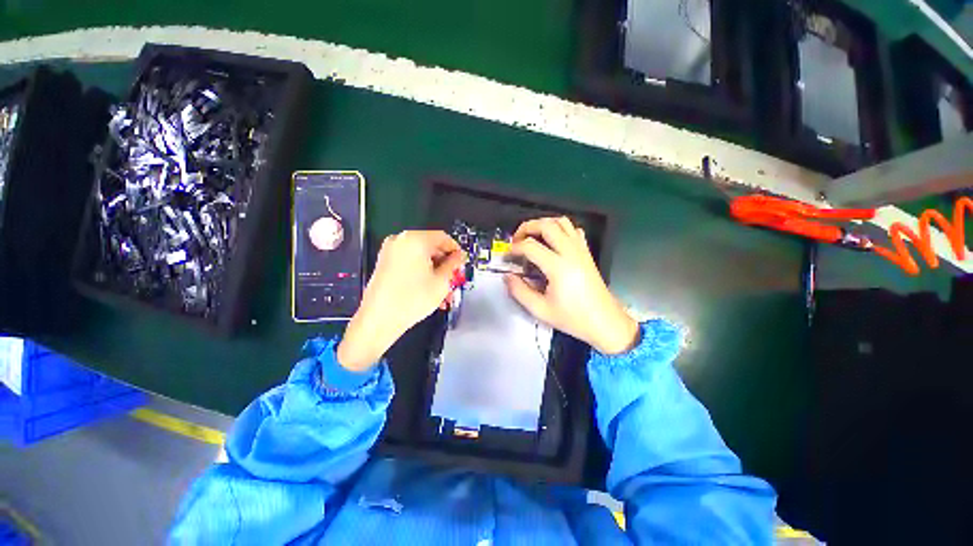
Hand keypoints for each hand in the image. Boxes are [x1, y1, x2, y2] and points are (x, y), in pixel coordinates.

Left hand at [337, 230, 464, 370]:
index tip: (462, 264)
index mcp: (415, 239)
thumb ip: (453, 265)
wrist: (379, 320)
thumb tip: (459, 256)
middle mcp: (400, 240)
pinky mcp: (384, 263)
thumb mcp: (442, 281)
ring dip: (435, 272)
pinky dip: (421, 273)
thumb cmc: (414, 298)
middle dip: (445, 264)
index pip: (443, 237)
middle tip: (454, 280)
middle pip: (431, 247)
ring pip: (421, 258)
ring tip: (444, 292)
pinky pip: (409, 263)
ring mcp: (390, 251)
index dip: (456, 250)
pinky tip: (429, 290)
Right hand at [506, 217, 638, 354]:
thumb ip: (519, 291)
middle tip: (516, 241)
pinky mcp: (587, 252)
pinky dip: (560, 229)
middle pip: (546, 225)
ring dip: (543, 224)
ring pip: (562, 222)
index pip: (530, 246)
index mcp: (558, 267)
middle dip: (526, 228)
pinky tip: (552, 242)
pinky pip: (573, 230)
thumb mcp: (540, 310)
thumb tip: (508, 276)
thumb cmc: (573, 318)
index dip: (514, 249)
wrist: (605, 322)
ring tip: (532, 237)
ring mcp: (581, 250)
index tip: (507, 257)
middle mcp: (570, 252)